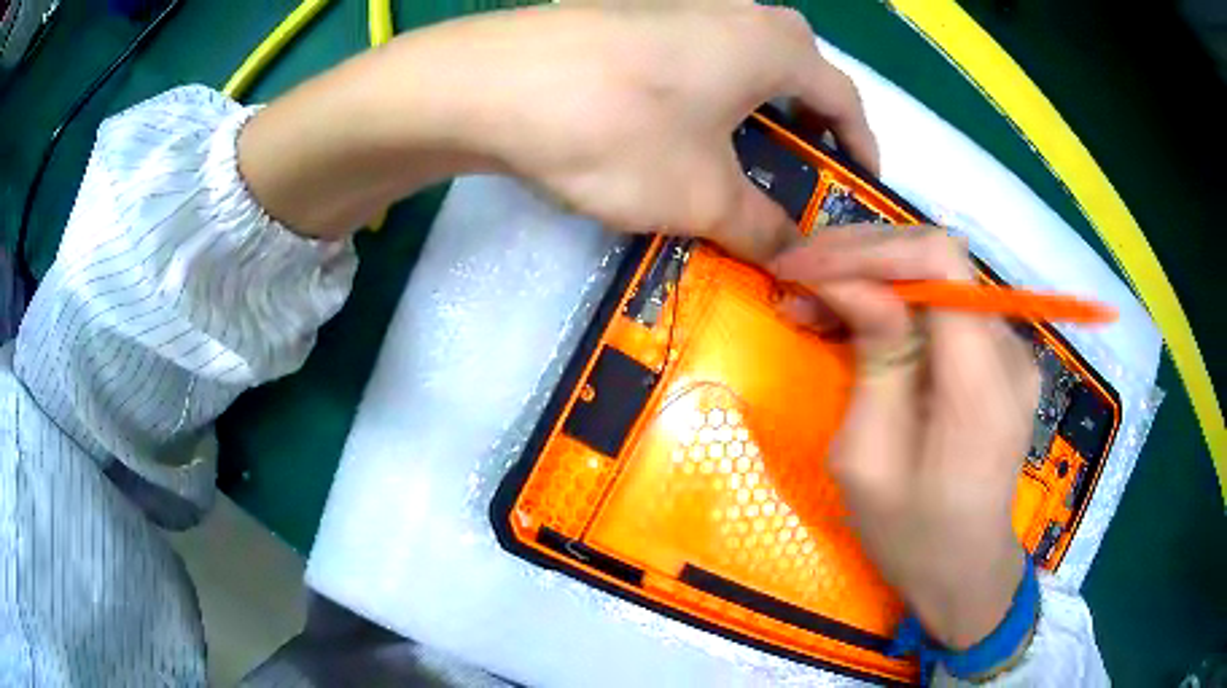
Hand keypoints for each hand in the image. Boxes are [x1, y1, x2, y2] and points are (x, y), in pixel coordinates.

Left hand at [239, 3, 875, 255]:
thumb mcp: (702, 194)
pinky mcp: (633, 22)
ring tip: (741, 165)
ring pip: (742, 68)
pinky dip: (707, 103)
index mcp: (776, 45)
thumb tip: (794, 255)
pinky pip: (695, 64)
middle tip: (802, 176)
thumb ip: (761, 227)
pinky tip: (680, 136)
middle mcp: (737, 14)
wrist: (490, 83)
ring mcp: (679, 9)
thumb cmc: (618, 130)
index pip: (845, 100)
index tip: (861, 188)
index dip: (861, 148)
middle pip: (797, 76)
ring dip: (754, 116)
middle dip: (808, 129)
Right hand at [770, 228, 1038, 649]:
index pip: (940, 261)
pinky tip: (855, 319)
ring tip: (812, 300)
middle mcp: (1008, 350)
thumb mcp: (870, 462)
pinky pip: (945, 304)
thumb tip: (856, 284)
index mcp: (981, 384)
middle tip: (794, 279)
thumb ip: (874, 363)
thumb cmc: (911, 536)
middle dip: (859, 256)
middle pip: (937, 257)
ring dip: (872, 275)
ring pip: (938, 274)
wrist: (965, 570)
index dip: (868, 249)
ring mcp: (1010, 350)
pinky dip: (895, 299)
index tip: (804, 269)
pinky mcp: (998, 356)